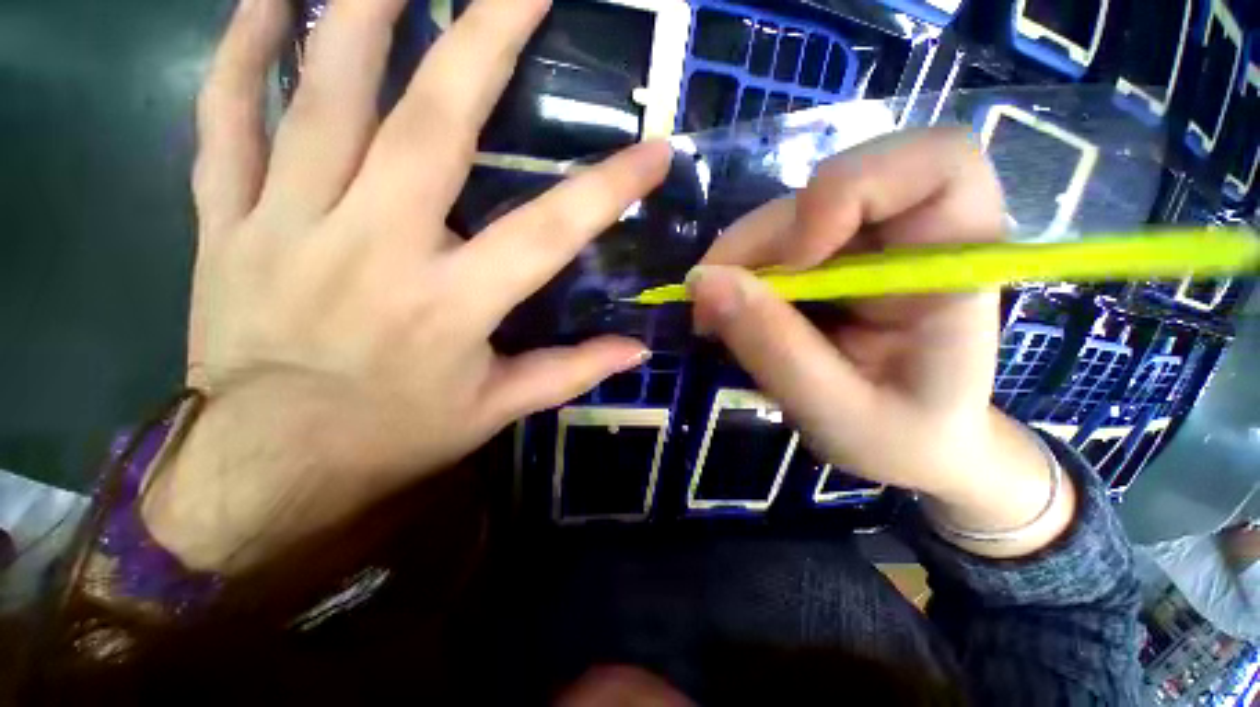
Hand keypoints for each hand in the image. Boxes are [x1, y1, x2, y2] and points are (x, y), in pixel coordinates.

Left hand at [142, 0, 668, 572]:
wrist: (265, 467)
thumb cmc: (391, 439)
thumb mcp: (494, 411)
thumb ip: (570, 373)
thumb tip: (635, 350)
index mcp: (452, 305)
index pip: (549, 233)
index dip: (607, 189)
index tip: (655, 151)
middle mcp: (376, 246)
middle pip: (435, 124)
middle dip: (484, 39)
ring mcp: (290, 222)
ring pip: (321, 94)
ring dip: (359, 11)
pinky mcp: (227, 222)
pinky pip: (225, 119)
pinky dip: (241, 50)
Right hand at [689, 130, 1073, 556]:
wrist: (919, 447)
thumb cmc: (901, 441)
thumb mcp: (835, 414)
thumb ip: (771, 346)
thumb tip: (703, 286)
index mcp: (961, 267)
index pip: (934, 163)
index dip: (852, 189)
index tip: (797, 257)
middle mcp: (919, 236)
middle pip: (835, 187)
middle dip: (768, 237)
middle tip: (717, 299)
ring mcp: (871, 241)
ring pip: (790, 214)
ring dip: (742, 259)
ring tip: (715, 315)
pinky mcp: (834, 257)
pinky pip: (777, 240)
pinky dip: (742, 270)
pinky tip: (729, 309)